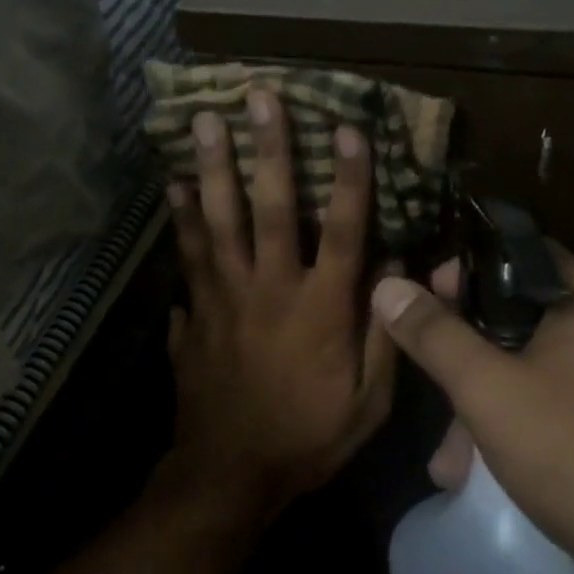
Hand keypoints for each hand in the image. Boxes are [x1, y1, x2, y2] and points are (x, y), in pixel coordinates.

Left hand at [162, 91, 396, 520]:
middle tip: (257, 98)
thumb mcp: (371, 400)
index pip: (344, 230)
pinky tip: (172, 187)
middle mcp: (271, 290)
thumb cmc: (310, 437)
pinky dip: (180, 221)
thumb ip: (387, 330)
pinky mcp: (193, 315)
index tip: (348, 127)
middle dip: (267, 150)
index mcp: (322, 309)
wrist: (231, 475)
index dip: (350, 177)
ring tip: (202, 123)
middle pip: (271, 209)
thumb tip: (401, 267)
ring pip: (217, 223)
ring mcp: (224, 299)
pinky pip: (186, 258)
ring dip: (212, 170)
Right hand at [372, 250, 573, 573]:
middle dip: (460, 358)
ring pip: (523, 369)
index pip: (512, 254)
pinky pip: (545, 406)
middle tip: (424, 381)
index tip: (418, 301)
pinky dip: (508, 429)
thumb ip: (436, 335)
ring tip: (445, 463)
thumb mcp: (489, 388)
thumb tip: (388, 286)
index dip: (460, 272)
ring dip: (477, 407)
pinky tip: (471, 474)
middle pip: (512, 317)